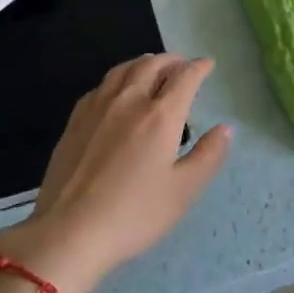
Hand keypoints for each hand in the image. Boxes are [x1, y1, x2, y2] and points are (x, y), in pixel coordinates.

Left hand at [0, 54, 231, 292]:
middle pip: (152, 65)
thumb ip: (208, 155)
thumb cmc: (134, 214)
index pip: (184, 77)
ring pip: (123, 70)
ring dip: (144, 63)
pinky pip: (101, 86)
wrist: (69, 232)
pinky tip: (117, 91)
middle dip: (172, 60)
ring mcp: (98, 108)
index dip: (199, 67)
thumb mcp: (184, 191)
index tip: (208, 64)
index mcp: (160, 116)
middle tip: (183, 65)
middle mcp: (129, 101)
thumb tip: (224, 129)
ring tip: (153, 68)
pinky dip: (118, 78)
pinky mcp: (75, 121)